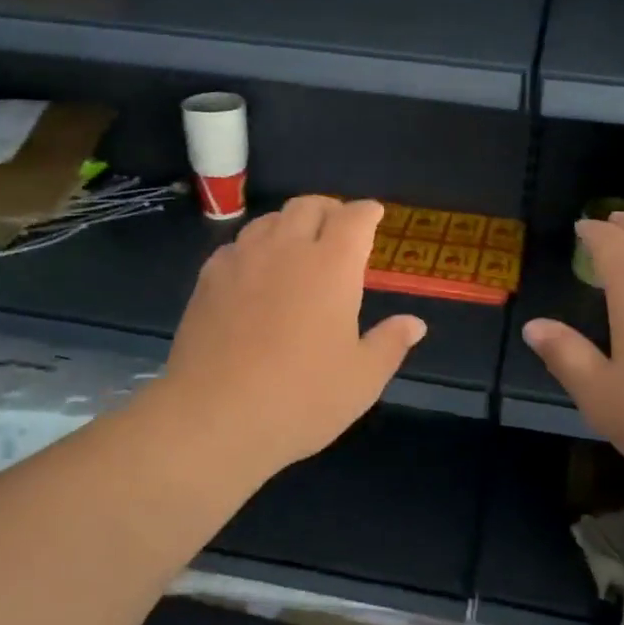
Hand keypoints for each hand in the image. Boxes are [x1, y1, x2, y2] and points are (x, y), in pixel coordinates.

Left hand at [155, 196, 425, 474]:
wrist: (214, 418)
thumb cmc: (301, 398)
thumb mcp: (361, 379)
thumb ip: (390, 343)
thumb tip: (414, 323)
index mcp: (332, 266)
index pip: (354, 218)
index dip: (367, 212)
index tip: (374, 215)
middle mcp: (287, 250)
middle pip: (309, 206)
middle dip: (329, 209)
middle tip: (339, 227)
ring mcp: (243, 260)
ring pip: (269, 220)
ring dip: (290, 223)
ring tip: (298, 245)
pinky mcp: (208, 279)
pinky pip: (237, 245)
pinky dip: (255, 247)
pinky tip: (255, 271)